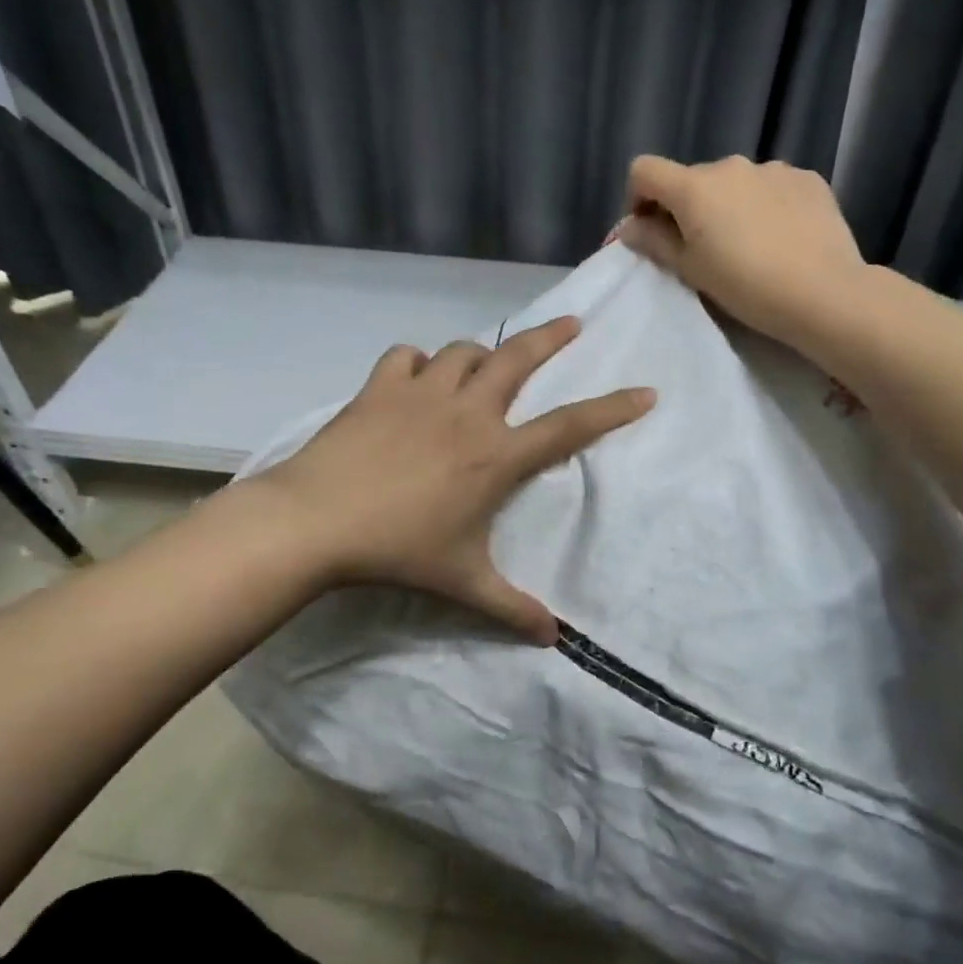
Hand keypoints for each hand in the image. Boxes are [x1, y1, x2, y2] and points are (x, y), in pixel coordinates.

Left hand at [256, 317, 654, 643]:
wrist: (317, 522)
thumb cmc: (398, 550)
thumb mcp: (463, 583)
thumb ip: (511, 608)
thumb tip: (552, 640)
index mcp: (496, 456)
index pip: (569, 427)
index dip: (612, 409)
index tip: (646, 392)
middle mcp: (467, 413)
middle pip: (518, 359)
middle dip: (551, 337)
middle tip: (571, 323)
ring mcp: (421, 393)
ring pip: (463, 352)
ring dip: (479, 356)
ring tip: (483, 367)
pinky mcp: (380, 388)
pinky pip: (406, 356)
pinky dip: (417, 362)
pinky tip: (415, 378)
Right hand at [618, 155, 865, 351]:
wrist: (823, 292)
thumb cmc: (745, 286)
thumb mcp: (690, 270)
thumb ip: (654, 242)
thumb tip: (629, 226)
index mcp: (695, 187)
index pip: (644, 170)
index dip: (638, 197)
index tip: (650, 229)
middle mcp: (731, 166)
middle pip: (692, 179)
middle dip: (687, 207)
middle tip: (701, 249)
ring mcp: (773, 169)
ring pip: (734, 183)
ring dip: (728, 206)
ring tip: (746, 244)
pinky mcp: (807, 179)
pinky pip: (771, 187)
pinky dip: (764, 205)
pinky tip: (779, 237)